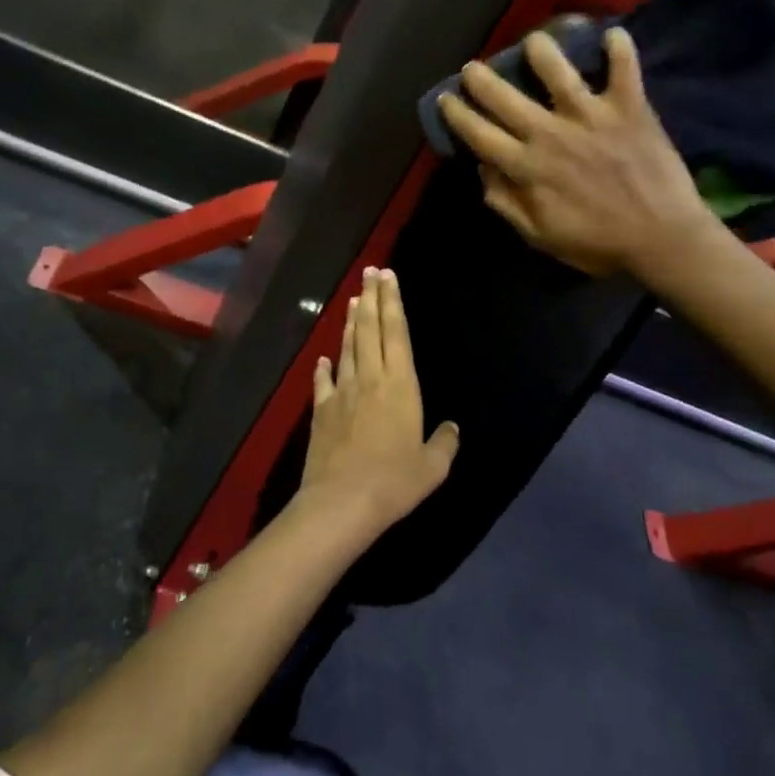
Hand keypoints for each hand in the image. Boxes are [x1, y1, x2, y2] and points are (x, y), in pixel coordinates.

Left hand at [301, 268, 459, 538]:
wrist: (341, 503)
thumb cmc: (394, 482)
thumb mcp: (432, 468)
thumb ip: (444, 444)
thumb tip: (453, 428)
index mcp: (401, 386)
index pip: (397, 334)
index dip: (393, 302)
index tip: (388, 277)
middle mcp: (370, 380)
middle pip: (371, 331)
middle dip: (372, 299)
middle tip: (370, 272)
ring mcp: (343, 393)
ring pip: (348, 349)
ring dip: (352, 324)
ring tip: (354, 301)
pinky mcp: (322, 411)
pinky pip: (324, 382)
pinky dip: (324, 367)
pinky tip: (323, 357)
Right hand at [437, 27, 723, 278]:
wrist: (662, 238)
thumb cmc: (598, 243)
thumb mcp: (540, 237)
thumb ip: (507, 203)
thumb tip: (484, 171)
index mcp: (527, 167)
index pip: (479, 134)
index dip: (457, 114)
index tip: (446, 98)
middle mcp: (551, 134)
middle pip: (505, 97)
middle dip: (481, 78)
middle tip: (471, 67)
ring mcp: (591, 116)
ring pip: (558, 71)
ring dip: (541, 51)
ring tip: (533, 41)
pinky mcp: (628, 108)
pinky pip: (624, 68)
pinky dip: (620, 49)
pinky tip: (612, 34)